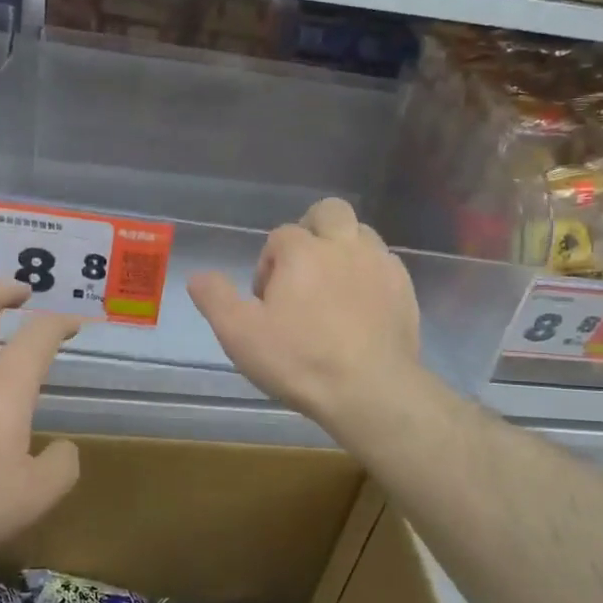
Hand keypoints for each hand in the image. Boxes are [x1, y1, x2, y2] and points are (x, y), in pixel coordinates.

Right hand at [188, 198, 421, 435]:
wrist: (370, 391)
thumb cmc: (299, 360)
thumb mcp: (240, 334)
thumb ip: (215, 298)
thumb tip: (198, 276)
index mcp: (302, 251)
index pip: (279, 236)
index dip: (268, 264)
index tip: (266, 302)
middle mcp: (344, 245)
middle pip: (329, 211)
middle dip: (312, 230)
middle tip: (302, 272)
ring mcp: (380, 265)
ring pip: (361, 233)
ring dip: (343, 248)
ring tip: (331, 287)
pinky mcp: (405, 289)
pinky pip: (385, 264)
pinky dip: (369, 274)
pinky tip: (360, 306)